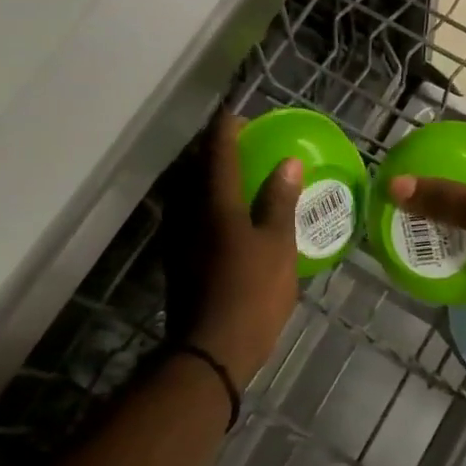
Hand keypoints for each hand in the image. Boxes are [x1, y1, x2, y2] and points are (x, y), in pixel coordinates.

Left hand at [162, 111, 303, 387]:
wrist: (210, 352)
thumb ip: (280, 202)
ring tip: (227, 174)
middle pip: (193, 169)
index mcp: (215, 204)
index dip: (226, 130)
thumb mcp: (278, 246)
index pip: (218, 153)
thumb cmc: (252, 293)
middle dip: (210, 150)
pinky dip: (202, 204)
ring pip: (186, 194)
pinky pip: (187, 216)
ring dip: (203, 177)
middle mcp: (188, 214)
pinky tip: (220, 216)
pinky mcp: (176, 261)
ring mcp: (178, 239)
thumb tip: (288, 163)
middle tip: (234, 143)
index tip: (236, 114)